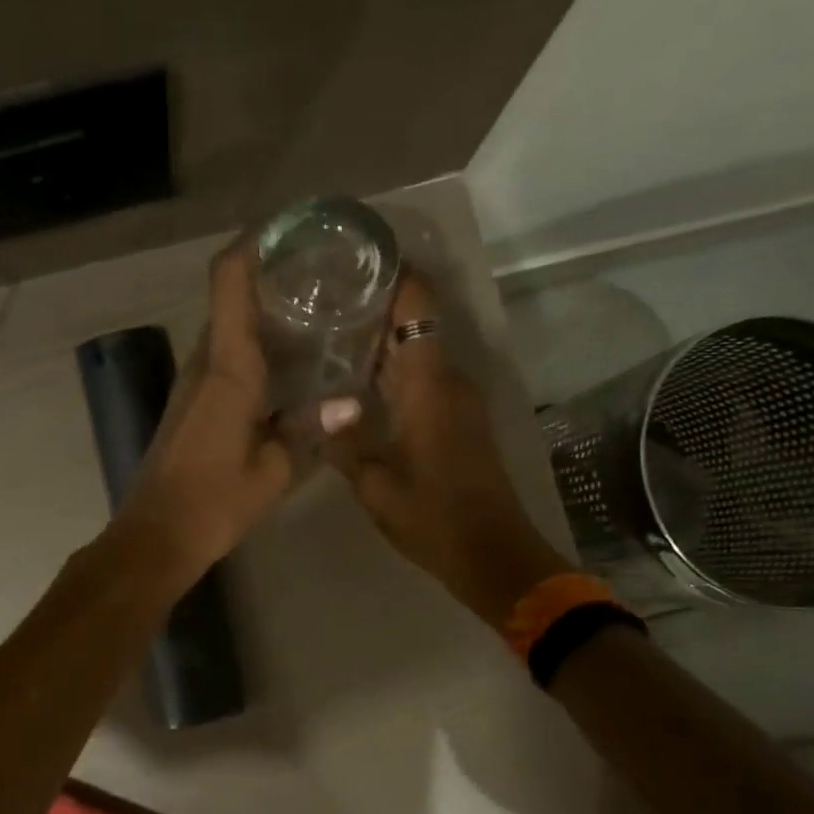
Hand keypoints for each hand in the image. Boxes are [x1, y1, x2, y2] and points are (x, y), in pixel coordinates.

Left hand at [109, 237, 294, 588]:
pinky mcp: (190, 402)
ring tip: (315, 310)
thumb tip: (350, 402)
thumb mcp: (275, 469)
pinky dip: (253, 345)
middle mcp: (204, 362)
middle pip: (232, 298)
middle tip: (323, 273)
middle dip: (271, 276)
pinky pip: (224, 356)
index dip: (253, 244)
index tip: (289, 228)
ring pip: (228, 328)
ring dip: (263, 312)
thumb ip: (310, 429)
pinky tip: (288, 363)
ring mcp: (192, 381)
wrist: (157, 534)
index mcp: (228, 367)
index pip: (229, 281)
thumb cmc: (215, 501)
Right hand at [326, 273, 569, 627]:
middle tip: (321, 301)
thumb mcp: (375, 485)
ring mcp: (458, 400)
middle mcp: (449, 380)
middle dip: (373, 307)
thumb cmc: (433, 518)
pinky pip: (423, 378)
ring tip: (328, 335)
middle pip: (415, 322)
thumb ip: (345, 441)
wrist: (492, 554)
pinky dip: (392, 371)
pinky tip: (356, 383)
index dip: (392, 273)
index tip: (354, 258)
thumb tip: (323, 406)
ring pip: (417, 351)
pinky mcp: (459, 420)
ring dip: (380, 341)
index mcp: (430, 384)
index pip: (417, 305)